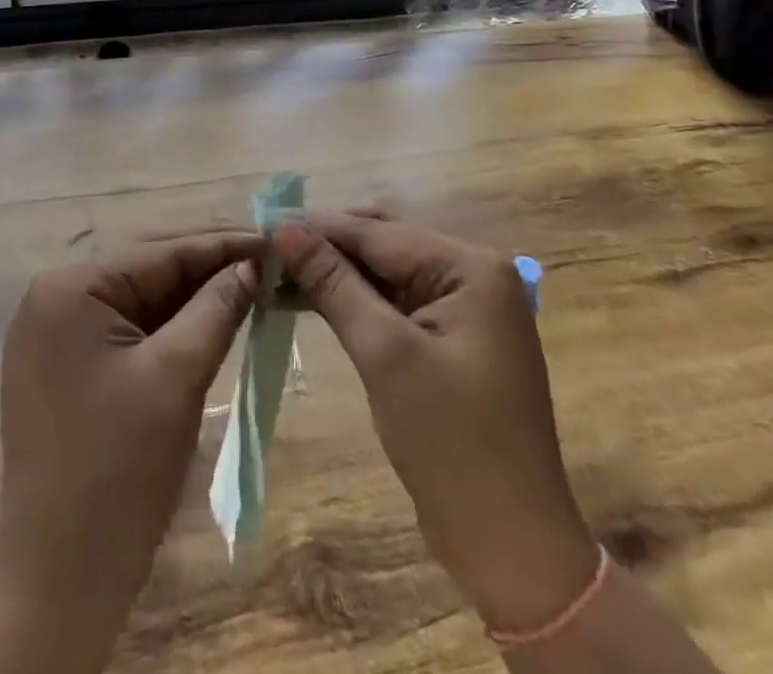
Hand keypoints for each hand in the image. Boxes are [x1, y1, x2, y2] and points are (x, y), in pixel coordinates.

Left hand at [0, 231, 262, 662]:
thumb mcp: (178, 376)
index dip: (221, 244)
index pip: (160, 251)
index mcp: (69, 288)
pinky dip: (167, 326)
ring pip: (138, 299)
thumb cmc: (119, 472)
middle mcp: (53, 298)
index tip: (274, 239)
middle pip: (146, 269)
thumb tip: (253, 264)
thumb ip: (217, 307)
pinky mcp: (63, 367)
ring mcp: (53, 334)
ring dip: (191, 298)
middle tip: (268, 265)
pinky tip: (209, 323)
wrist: (59, 584)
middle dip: (208, 269)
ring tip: (249, 288)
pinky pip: (124, 329)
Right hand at [274, 214, 597, 634]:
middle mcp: (473, 273)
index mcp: (471, 267)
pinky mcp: (450, 336)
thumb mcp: (385, 354)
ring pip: (384, 270)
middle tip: (265, 251)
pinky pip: (393, 300)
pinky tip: (309, 299)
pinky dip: (353, 299)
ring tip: (275, 273)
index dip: (318, 227)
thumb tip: (284, 229)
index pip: (380, 232)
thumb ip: (334, 283)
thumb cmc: (451, 443)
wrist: (511, 548)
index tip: (261, 225)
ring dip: (334, 272)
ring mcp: (464, 306)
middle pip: (384, 242)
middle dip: (325, 245)